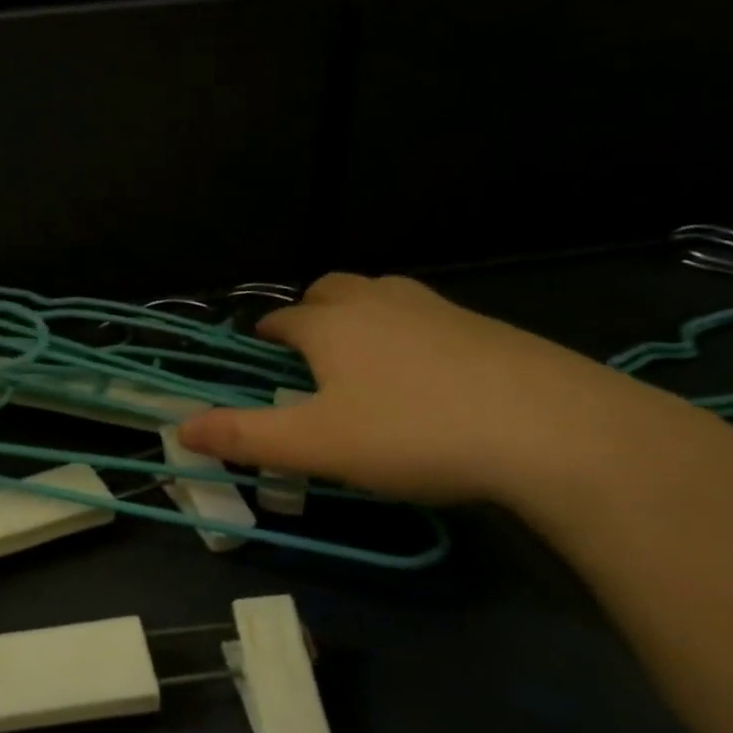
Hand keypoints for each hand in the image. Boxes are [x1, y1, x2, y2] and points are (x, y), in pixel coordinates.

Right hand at [178, 273, 660, 505]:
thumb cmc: (412, 433)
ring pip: (384, 293)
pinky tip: (429, 373)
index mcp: (332, 325)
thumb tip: (180, 428)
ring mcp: (438, 309)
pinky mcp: (486, 327)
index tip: (260, 348)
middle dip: (312, 308)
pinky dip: (411, 331)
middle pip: (333, 287)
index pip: (284, 317)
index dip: (267, 332)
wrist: (551, 429)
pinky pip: (429, 316)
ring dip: (362, 312)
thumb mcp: (317, 445)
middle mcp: (379, 303)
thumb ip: (245, 436)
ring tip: (365, 353)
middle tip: (310, 345)